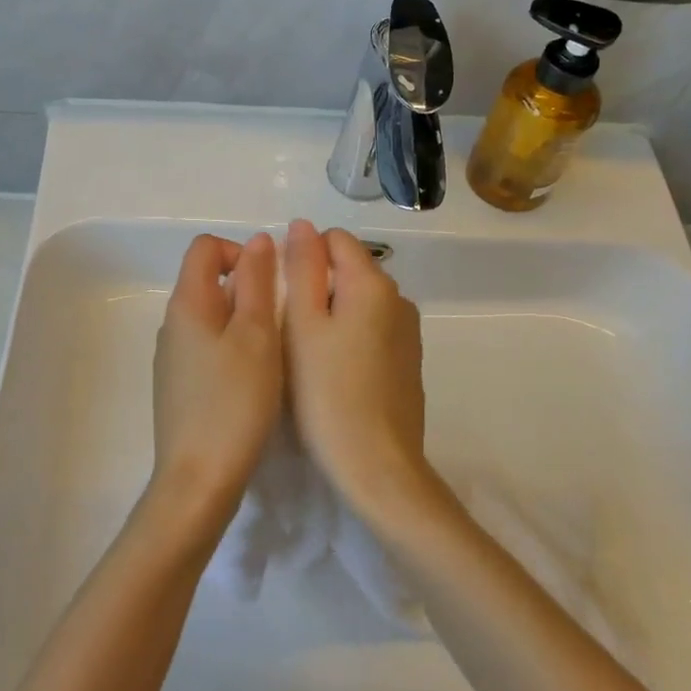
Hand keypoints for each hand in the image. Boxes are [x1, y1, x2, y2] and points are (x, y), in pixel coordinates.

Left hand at [149, 232, 283, 532]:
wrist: (198, 479)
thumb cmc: (234, 401)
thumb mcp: (257, 335)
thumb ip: (257, 283)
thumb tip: (257, 240)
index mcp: (187, 304)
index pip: (206, 248)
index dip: (240, 252)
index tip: (270, 284)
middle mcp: (173, 324)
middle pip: (208, 281)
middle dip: (249, 290)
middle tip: (280, 324)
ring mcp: (173, 357)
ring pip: (212, 317)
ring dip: (244, 322)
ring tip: (272, 354)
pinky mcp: (179, 386)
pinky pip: (208, 348)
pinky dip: (233, 349)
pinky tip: (252, 382)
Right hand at [282, 219, 435, 523]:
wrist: (377, 464)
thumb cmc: (327, 391)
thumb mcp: (302, 324)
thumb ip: (303, 268)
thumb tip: (302, 225)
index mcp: (373, 283)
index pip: (335, 240)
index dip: (302, 257)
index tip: (282, 295)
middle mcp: (398, 299)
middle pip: (349, 270)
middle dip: (316, 286)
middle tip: (288, 329)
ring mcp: (407, 332)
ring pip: (359, 302)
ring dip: (331, 313)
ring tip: (306, 353)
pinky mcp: (407, 361)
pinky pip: (372, 330)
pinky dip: (349, 336)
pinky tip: (333, 372)